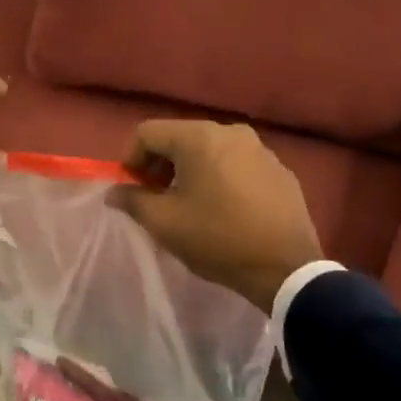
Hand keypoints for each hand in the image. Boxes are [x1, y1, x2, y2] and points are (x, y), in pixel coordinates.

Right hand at [108, 120, 326, 312]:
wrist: (285, 268)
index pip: (148, 133)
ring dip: (190, 172)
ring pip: (210, 150)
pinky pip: (237, 164)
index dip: (130, 159)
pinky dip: (220, 178)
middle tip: (156, 199)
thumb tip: (115, 191)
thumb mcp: (164, 223)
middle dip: (160, 165)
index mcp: (199, 138)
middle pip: (180, 138)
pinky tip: (224, 210)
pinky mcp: (279, 169)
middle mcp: (231, 132)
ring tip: (190, 206)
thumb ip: (133, 200)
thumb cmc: (217, 239)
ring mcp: (260, 149)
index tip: (132, 190)